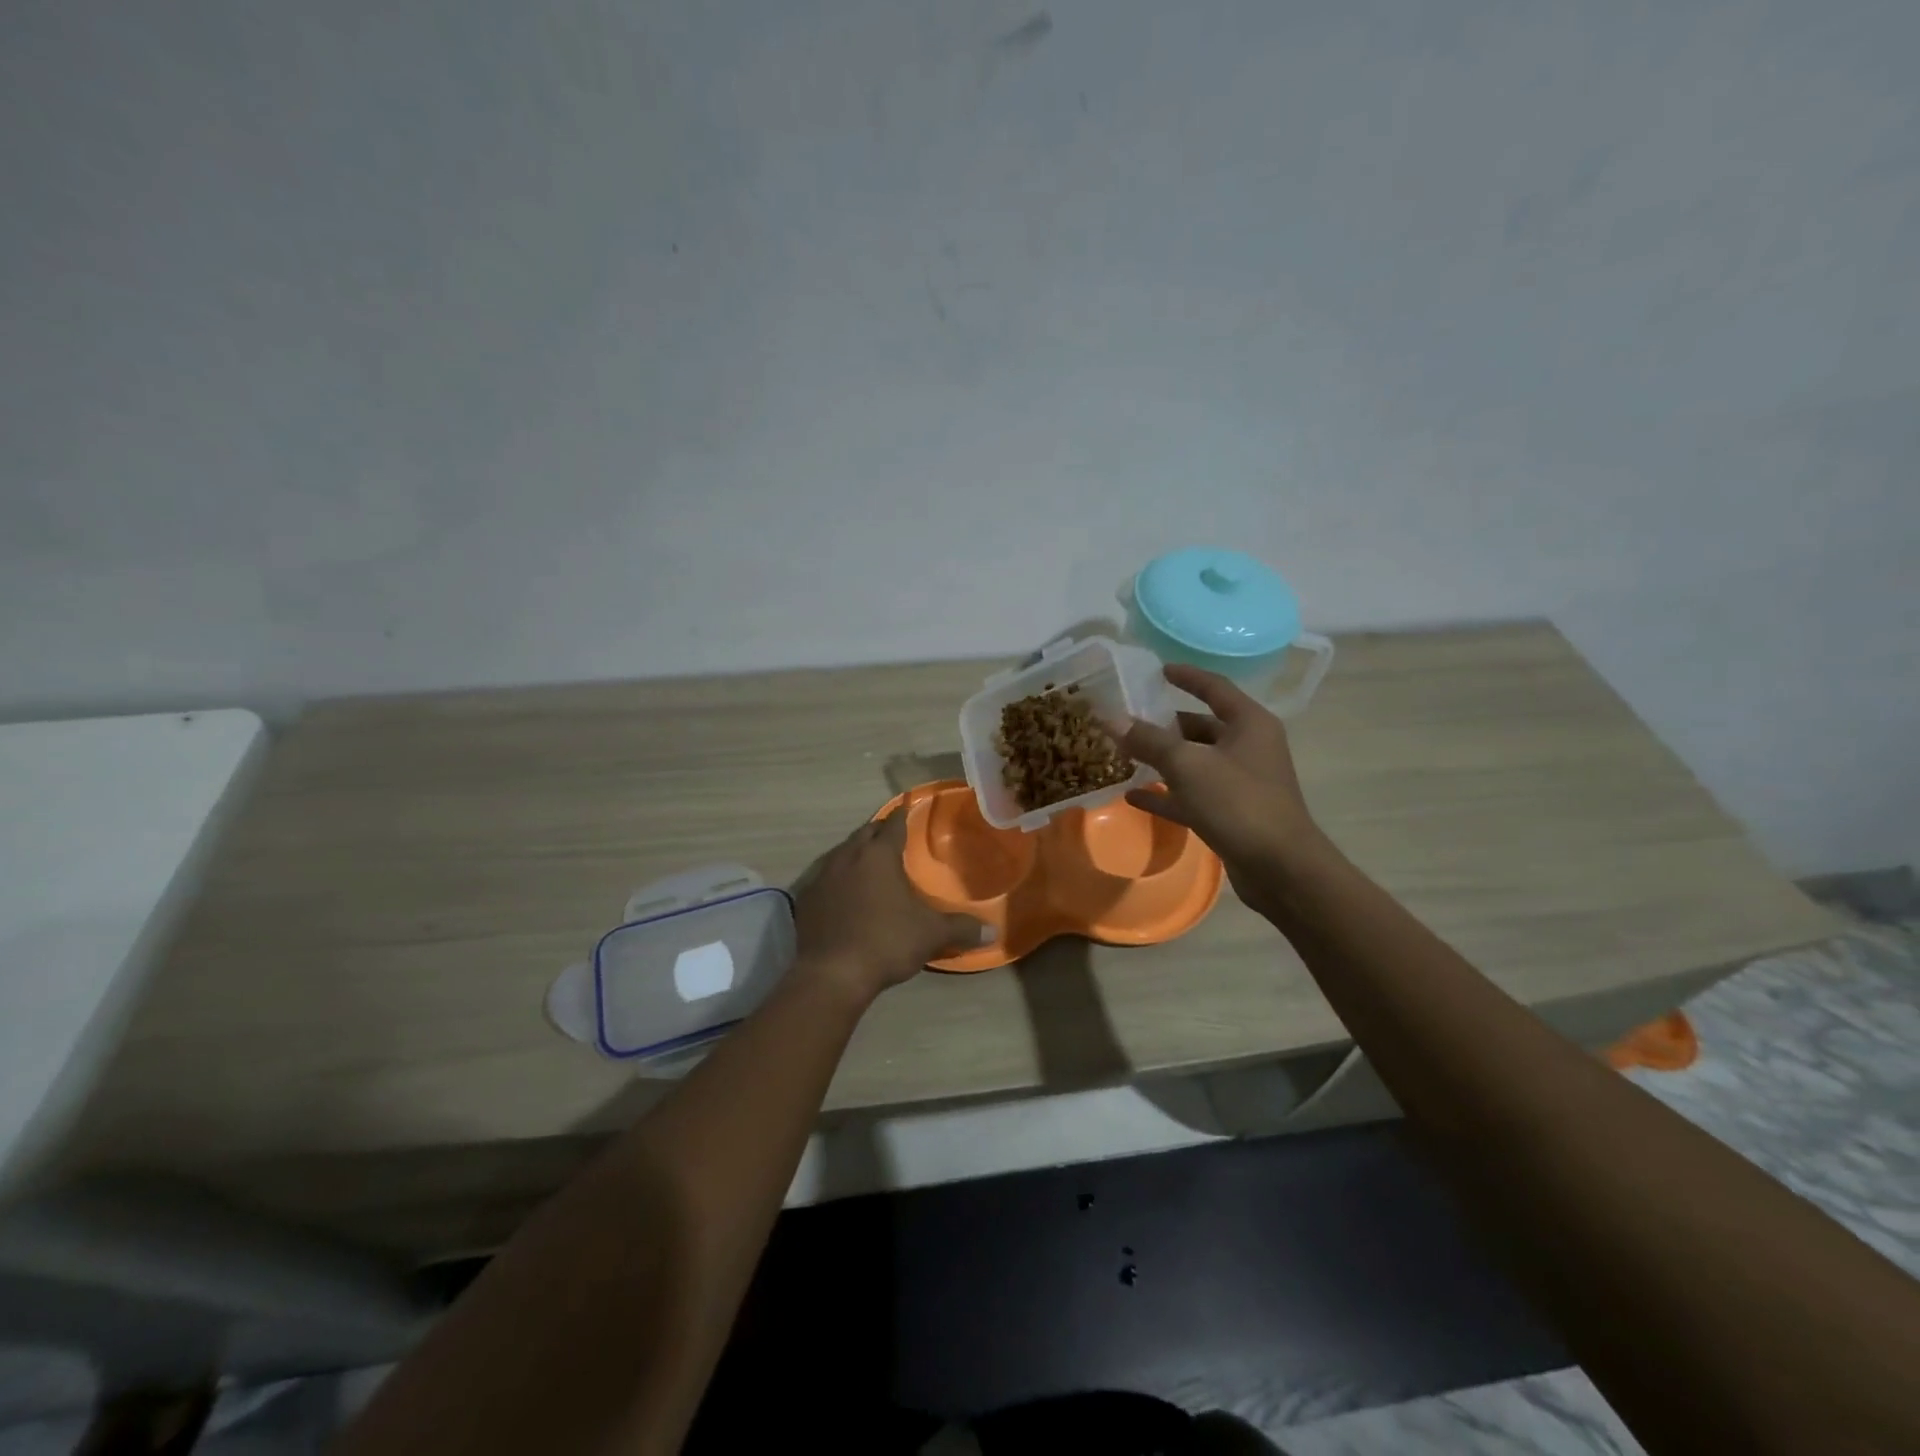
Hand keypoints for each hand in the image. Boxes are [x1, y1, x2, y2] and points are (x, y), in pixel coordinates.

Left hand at [790, 812, 988, 1001]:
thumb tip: (994, 930)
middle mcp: (848, 856)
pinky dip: (837, 877)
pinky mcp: (806, 898)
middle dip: (878, 831)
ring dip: (856, 852)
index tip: (907, 808)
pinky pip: (825, 877)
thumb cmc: (886, 942)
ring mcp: (822, 876)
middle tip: (891, 834)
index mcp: (879, 855)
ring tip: (869, 861)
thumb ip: (962, 928)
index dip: (902, 816)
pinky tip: (843, 891)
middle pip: (865, 833)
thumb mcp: (931, 934)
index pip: (893, 825)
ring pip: (842, 852)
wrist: (832, 974)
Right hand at [1121, 664, 1330, 900]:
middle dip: (1163, 724)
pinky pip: (1192, 795)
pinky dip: (1166, 793)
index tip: (1157, 670)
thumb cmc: (1238, 802)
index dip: (1186, 676)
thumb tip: (1112, 719)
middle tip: (1127, 720)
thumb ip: (1149, 740)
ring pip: (1194, 762)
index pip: (1214, 687)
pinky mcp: (1231, 813)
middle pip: (1200, 727)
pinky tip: (1133, 796)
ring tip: (1123, 755)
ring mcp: (1240, 782)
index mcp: (1248, 723)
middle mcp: (1248, 747)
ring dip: (1161, 760)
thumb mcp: (1188, 765)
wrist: (1279, 867)